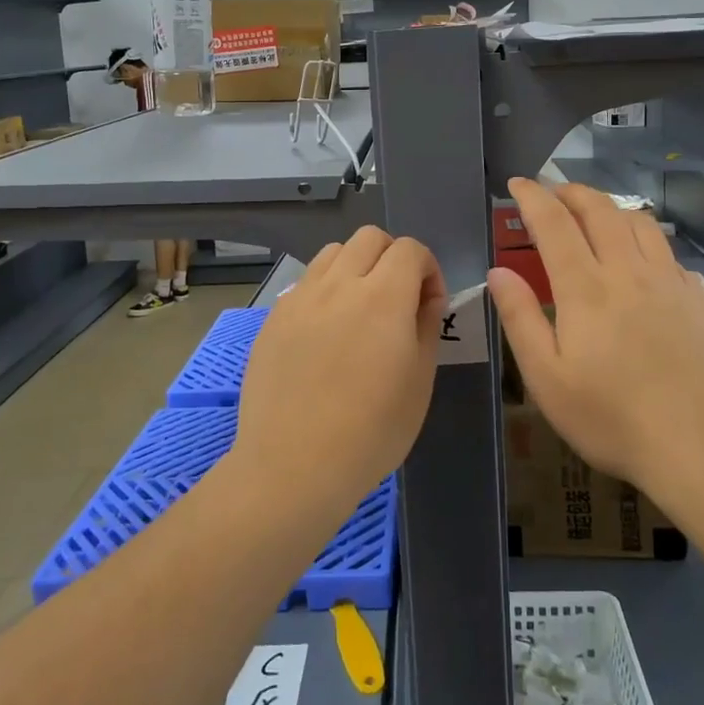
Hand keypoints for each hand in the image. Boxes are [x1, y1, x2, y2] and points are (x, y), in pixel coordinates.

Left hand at [234, 226, 446, 518]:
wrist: (293, 466)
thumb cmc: (371, 431)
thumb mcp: (420, 381)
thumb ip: (426, 326)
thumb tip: (425, 298)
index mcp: (383, 296)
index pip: (409, 249)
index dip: (428, 268)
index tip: (429, 304)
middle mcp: (339, 284)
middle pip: (369, 238)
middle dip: (392, 257)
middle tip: (397, 298)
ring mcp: (300, 298)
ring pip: (333, 253)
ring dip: (355, 266)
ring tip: (359, 308)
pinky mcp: (274, 318)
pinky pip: (305, 283)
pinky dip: (324, 290)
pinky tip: (325, 333)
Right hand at [488, 179, 703, 500]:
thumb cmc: (613, 418)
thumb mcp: (548, 379)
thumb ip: (520, 319)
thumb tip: (498, 272)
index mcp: (585, 288)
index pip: (554, 224)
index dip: (532, 197)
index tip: (517, 182)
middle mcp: (628, 271)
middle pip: (600, 210)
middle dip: (572, 191)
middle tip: (553, 191)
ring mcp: (670, 283)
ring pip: (640, 223)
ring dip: (611, 208)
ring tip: (596, 214)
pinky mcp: (700, 300)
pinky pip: (669, 252)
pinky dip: (647, 240)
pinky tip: (644, 260)